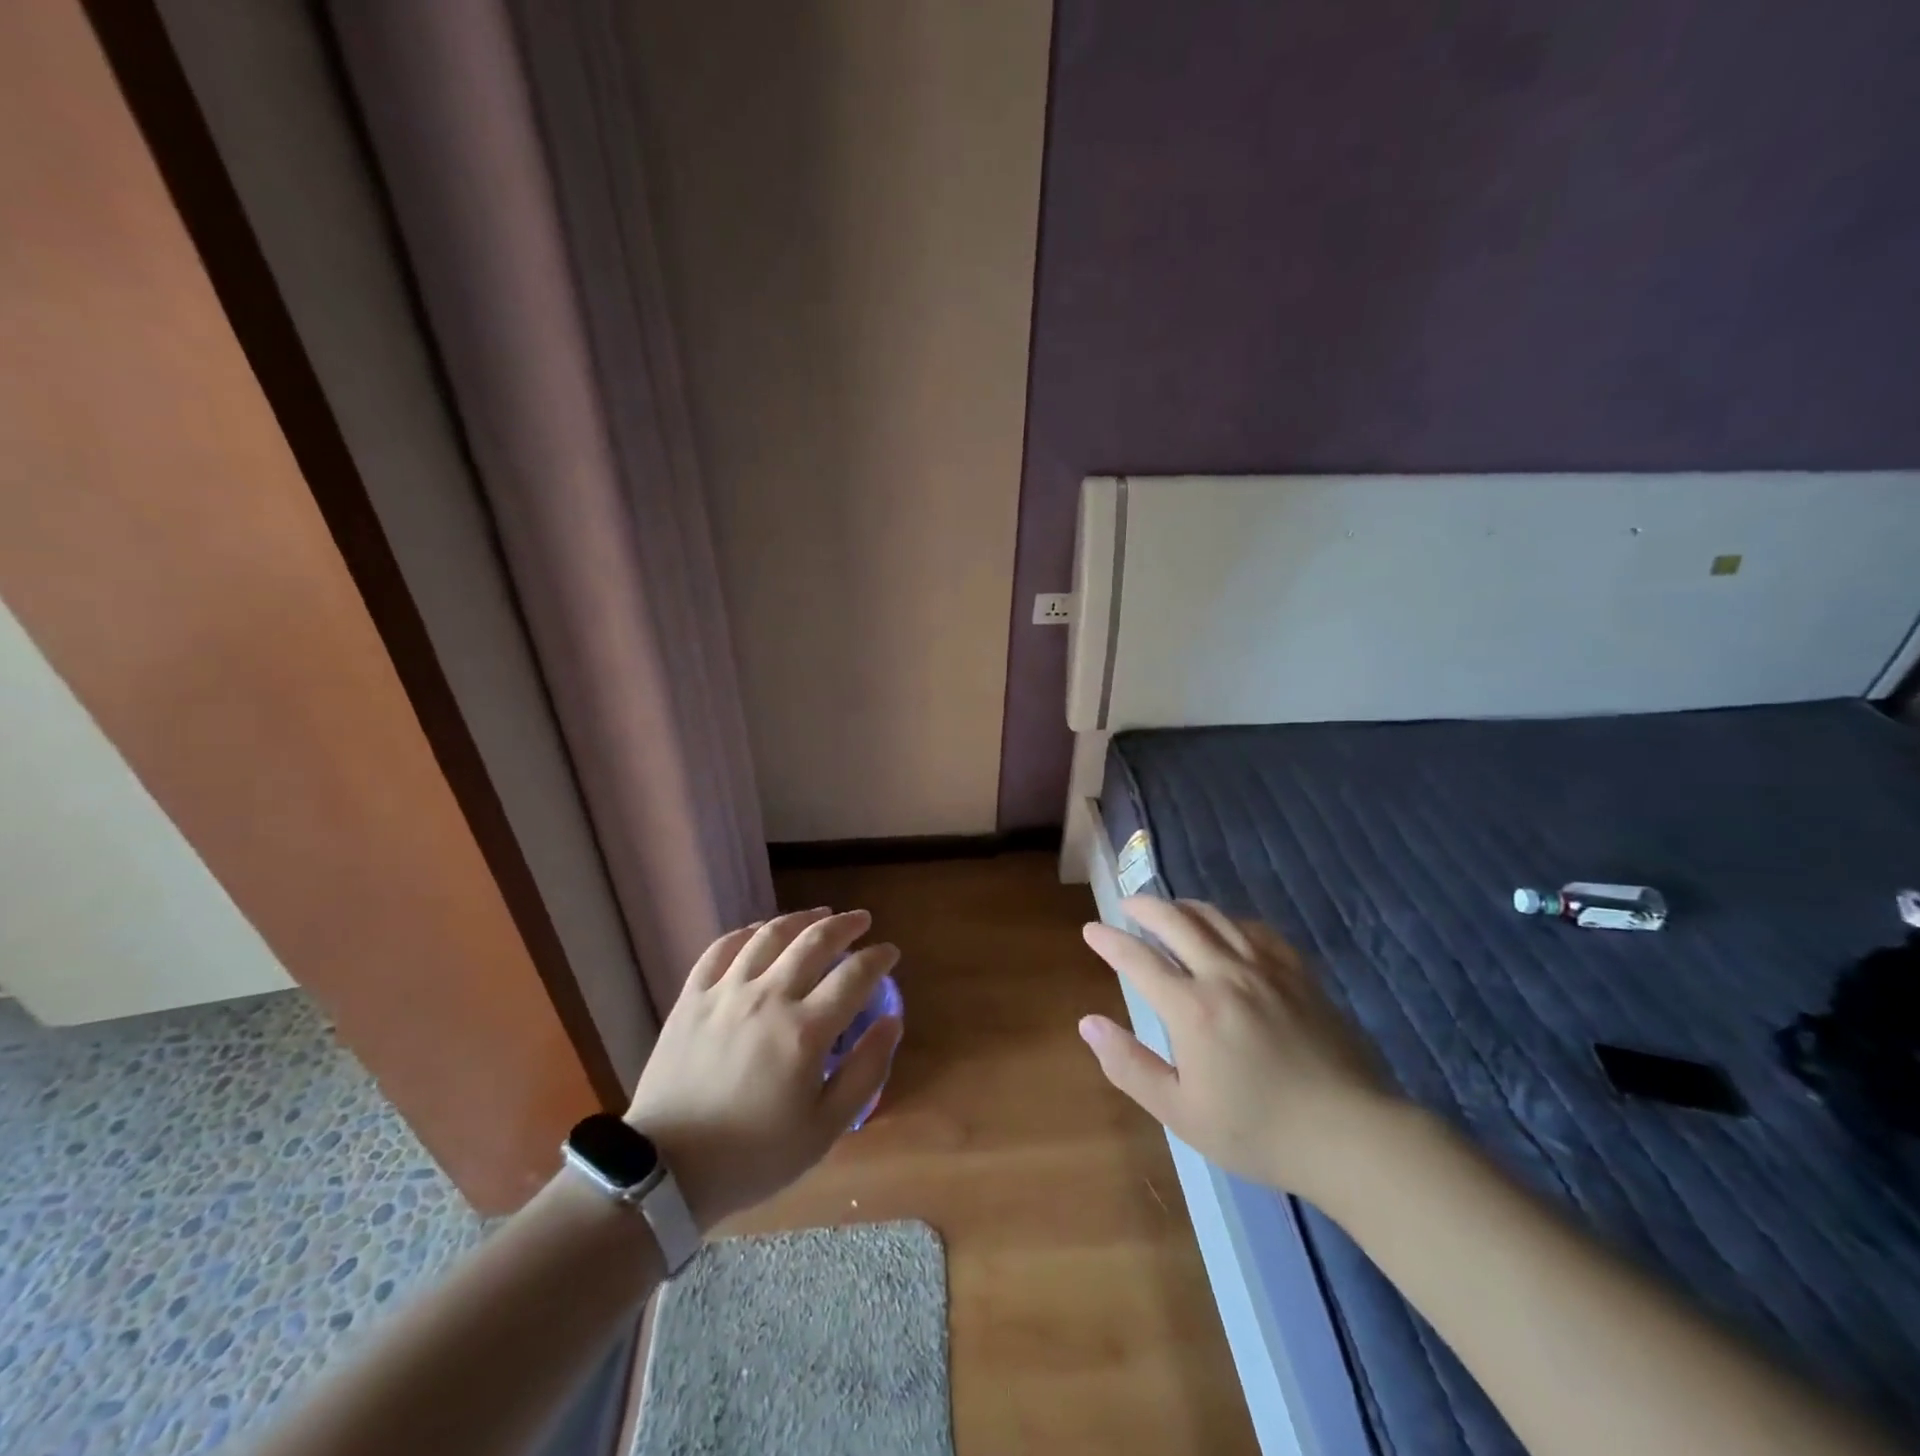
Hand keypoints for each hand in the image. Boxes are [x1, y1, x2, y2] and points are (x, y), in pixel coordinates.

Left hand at [623, 908, 901, 1230]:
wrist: (666, 1171)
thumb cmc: (754, 1155)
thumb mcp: (825, 1128)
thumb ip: (865, 1071)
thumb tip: (892, 1021)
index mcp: (805, 1030)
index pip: (855, 975)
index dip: (878, 958)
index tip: (890, 952)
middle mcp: (769, 997)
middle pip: (815, 942)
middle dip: (846, 925)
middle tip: (862, 920)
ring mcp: (726, 992)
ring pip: (770, 935)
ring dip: (801, 918)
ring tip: (819, 914)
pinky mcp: (692, 997)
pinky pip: (722, 948)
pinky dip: (748, 932)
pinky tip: (761, 931)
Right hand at [1079, 896, 1399, 1203]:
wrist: (1351, 1136)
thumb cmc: (1258, 1132)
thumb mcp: (1181, 1112)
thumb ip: (1130, 1065)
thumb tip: (1088, 1023)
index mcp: (1192, 1009)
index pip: (1138, 959)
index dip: (1110, 941)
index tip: (1092, 930)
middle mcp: (1224, 974)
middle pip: (1176, 921)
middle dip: (1144, 907)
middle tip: (1126, 905)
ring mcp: (1266, 969)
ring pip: (1216, 918)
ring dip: (1184, 906)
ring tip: (1168, 908)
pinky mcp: (1298, 974)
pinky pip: (1257, 930)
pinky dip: (1230, 920)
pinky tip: (1227, 928)